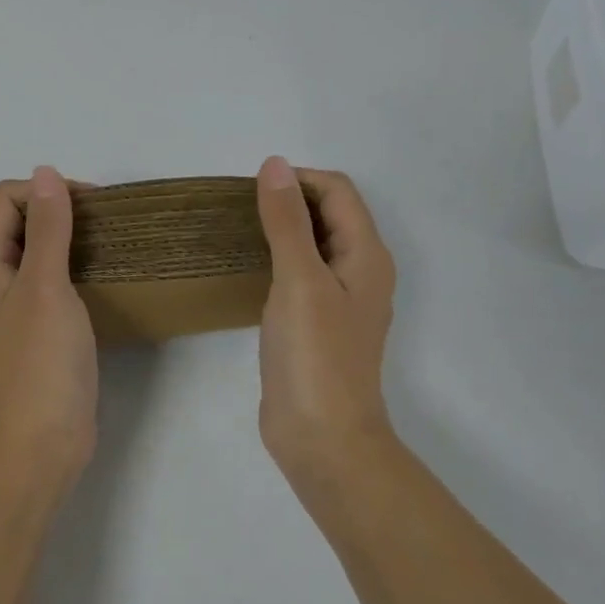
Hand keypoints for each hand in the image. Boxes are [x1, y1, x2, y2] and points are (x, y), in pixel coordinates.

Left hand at [0, 167, 98, 496]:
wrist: (40, 446)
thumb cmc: (40, 363)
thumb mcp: (46, 287)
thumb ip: (48, 228)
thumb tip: (45, 172)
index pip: (5, 199)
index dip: (45, 191)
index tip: (92, 206)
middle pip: (18, 221)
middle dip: (59, 210)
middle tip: (105, 223)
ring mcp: (12, 306)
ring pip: (36, 251)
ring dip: (68, 238)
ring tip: (109, 244)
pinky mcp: (35, 329)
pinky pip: (49, 280)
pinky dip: (72, 267)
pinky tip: (101, 276)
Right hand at [254, 157, 397, 491]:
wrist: (322, 439)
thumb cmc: (315, 356)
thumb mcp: (300, 279)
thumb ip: (287, 220)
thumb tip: (275, 164)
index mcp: (366, 254)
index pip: (337, 190)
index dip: (298, 179)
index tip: (252, 191)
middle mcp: (359, 270)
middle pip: (329, 213)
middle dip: (289, 200)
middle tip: (240, 209)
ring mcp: (339, 299)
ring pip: (313, 243)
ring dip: (282, 228)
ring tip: (238, 231)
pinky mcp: (317, 323)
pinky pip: (300, 273)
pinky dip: (278, 258)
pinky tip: (249, 269)